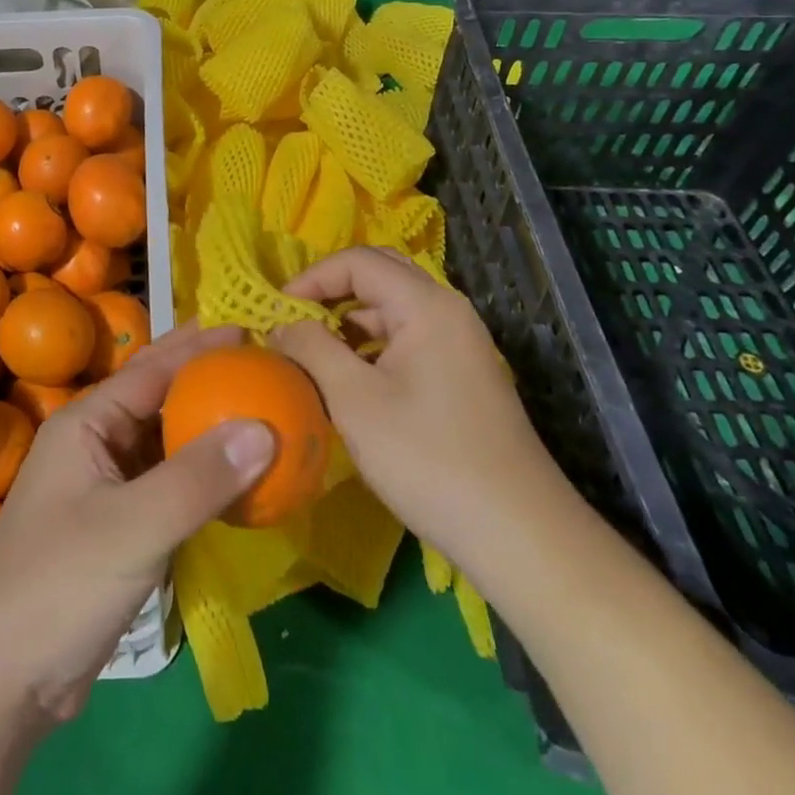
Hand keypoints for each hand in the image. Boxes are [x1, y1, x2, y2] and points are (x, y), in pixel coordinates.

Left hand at [0, 322, 274, 722]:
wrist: (3, 682)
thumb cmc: (59, 586)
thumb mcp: (133, 527)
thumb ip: (199, 478)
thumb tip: (265, 427)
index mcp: (86, 424)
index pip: (152, 369)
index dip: (200, 346)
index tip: (250, 329)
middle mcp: (94, 444)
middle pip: (159, 398)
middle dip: (206, 379)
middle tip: (262, 366)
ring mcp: (104, 487)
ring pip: (165, 443)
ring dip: (207, 429)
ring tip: (260, 413)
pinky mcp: (117, 527)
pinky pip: (168, 485)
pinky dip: (201, 477)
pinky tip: (237, 480)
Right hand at [272, 247, 557, 565]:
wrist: (518, 534)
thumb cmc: (428, 459)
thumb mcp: (354, 401)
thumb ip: (312, 349)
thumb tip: (281, 324)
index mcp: (426, 305)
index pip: (358, 261)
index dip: (311, 277)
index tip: (275, 311)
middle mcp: (447, 311)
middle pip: (379, 275)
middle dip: (330, 291)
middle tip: (292, 321)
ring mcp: (459, 343)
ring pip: (393, 309)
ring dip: (349, 321)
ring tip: (311, 353)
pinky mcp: (461, 374)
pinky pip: (407, 339)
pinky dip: (371, 346)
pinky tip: (348, 380)